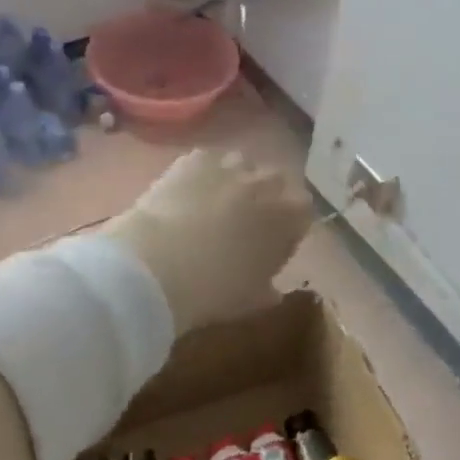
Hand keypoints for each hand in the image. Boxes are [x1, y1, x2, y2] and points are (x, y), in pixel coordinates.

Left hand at [108, 149, 313, 332]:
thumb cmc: (213, 290)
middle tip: (244, 222)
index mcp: (288, 217)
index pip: (303, 210)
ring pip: (242, 165)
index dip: (289, 225)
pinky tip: (188, 193)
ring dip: (236, 181)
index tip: (275, 242)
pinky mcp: (195, 159)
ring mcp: (230, 166)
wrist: (156, 266)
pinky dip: (204, 174)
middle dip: (265, 197)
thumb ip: (269, 289)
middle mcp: (266, 183)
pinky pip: (209, 161)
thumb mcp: (250, 300)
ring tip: (213, 204)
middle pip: (276, 181)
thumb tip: (272, 288)